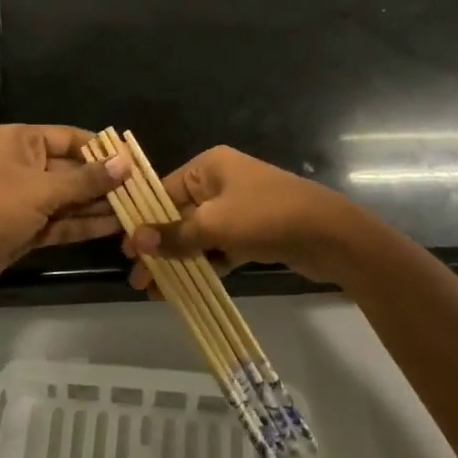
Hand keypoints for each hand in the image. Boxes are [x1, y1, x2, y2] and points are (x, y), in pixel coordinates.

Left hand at [0, 125, 131, 302]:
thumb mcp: (42, 189)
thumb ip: (86, 180)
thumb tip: (126, 163)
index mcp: (19, 141)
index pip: (69, 138)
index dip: (102, 150)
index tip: (134, 162)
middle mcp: (22, 165)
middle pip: (71, 169)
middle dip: (104, 182)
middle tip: (142, 191)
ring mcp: (23, 199)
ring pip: (68, 198)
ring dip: (98, 205)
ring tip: (136, 210)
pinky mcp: (24, 228)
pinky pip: (60, 221)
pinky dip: (83, 224)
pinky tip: (115, 227)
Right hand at [124, 145, 371, 288]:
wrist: (331, 235)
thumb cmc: (266, 217)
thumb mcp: (214, 225)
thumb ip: (173, 235)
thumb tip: (135, 241)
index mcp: (209, 167)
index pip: (163, 191)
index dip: (143, 221)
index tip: (126, 250)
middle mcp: (221, 182)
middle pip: (179, 215)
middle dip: (158, 247)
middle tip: (139, 279)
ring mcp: (239, 208)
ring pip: (198, 235)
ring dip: (178, 260)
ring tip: (156, 290)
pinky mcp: (253, 232)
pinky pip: (219, 247)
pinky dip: (204, 264)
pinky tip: (185, 288)